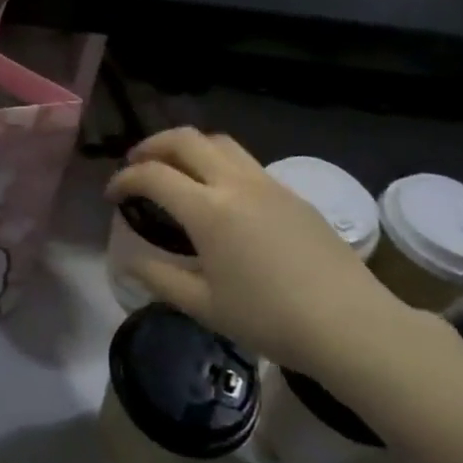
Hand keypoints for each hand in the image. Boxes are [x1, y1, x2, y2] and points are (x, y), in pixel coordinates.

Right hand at [106, 129, 413, 386]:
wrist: (349, 324)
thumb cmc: (270, 319)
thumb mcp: (205, 306)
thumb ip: (160, 279)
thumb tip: (128, 263)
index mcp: (208, 210)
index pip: (153, 175)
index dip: (125, 179)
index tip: (112, 194)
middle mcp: (235, 183)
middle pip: (185, 139)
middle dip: (152, 145)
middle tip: (137, 164)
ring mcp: (267, 183)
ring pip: (219, 142)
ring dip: (188, 146)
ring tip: (176, 168)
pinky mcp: (291, 193)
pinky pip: (245, 161)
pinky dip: (218, 162)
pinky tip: (219, 193)